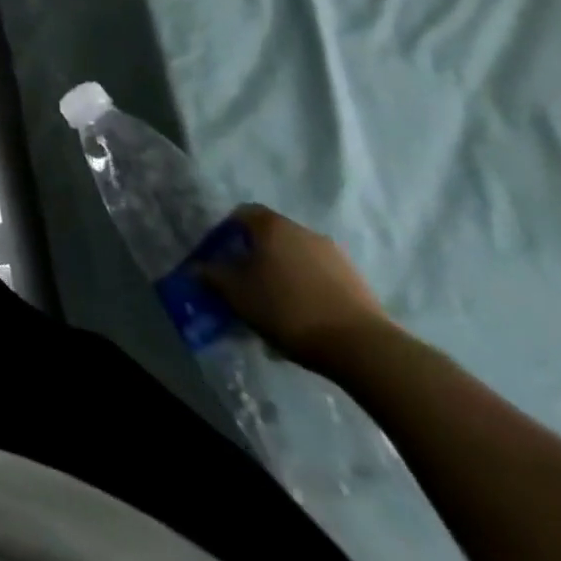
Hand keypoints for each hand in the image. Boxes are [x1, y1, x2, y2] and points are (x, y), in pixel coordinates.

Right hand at [202, 204, 395, 374]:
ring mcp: (335, 256)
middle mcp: (304, 231)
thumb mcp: (237, 294)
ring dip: (283, 275)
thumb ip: (213, 276)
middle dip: (255, 257)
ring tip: (274, 308)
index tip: (220, 255)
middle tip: (245, 283)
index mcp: (273, 226)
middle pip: (271, 236)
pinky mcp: (357, 282)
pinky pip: (320, 278)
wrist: (362, 347)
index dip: (227, 230)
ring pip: (296, 259)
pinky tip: (302, 319)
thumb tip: (198, 268)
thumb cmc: (287, 308)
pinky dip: (307, 290)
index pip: (243, 213)